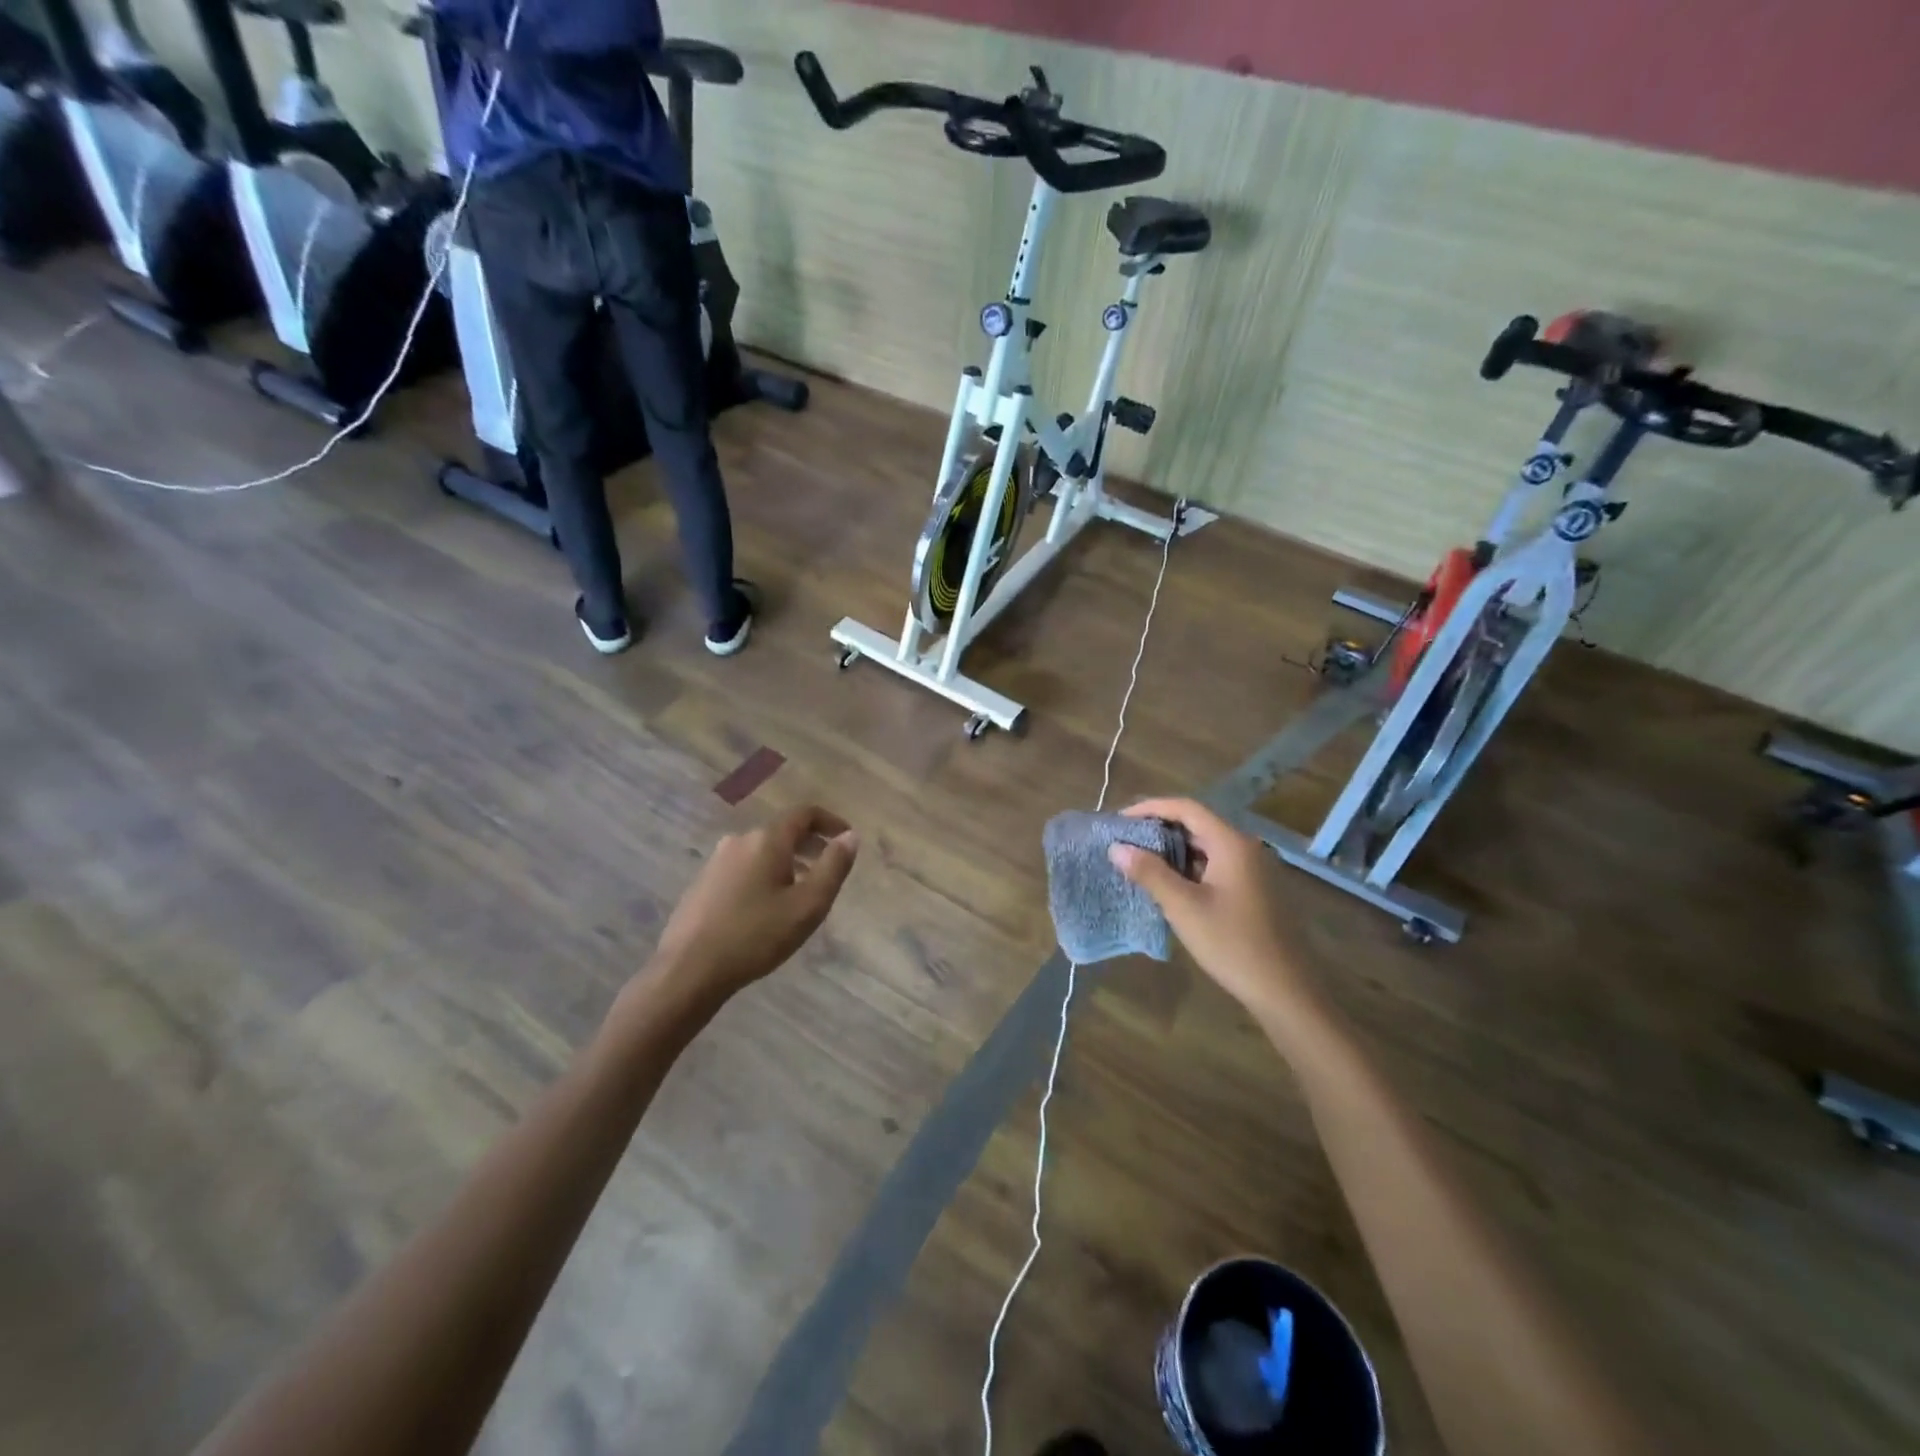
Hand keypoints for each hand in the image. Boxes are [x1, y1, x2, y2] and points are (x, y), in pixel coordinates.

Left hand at [650, 806, 858, 1002]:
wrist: (688, 970)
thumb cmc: (756, 936)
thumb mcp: (808, 905)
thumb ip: (833, 867)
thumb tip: (850, 836)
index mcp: (767, 840)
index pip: (804, 814)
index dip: (830, 822)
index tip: (847, 839)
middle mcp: (739, 841)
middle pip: (783, 832)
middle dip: (810, 845)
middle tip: (829, 869)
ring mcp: (717, 862)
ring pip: (762, 851)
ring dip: (788, 863)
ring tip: (802, 892)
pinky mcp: (703, 884)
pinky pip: (744, 868)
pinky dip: (765, 875)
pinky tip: (768, 908)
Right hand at [1109, 798, 1318, 1022]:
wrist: (1285, 990)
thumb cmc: (1232, 943)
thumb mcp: (1183, 907)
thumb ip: (1149, 873)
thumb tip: (1116, 847)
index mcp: (1232, 843)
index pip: (1186, 808)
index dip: (1150, 808)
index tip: (1120, 820)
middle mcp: (1246, 848)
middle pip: (1197, 824)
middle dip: (1159, 829)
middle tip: (1125, 841)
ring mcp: (1253, 869)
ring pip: (1206, 847)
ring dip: (1173, 850)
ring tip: (1139, 861)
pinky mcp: (1254, 890)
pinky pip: (1216, 865)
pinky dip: (1189, 867)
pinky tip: (1169, 885)